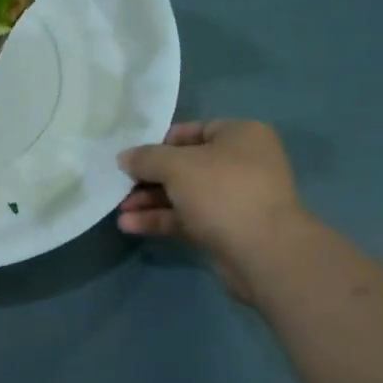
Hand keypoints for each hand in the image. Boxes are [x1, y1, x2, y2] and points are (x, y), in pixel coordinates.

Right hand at [117, 120, 307, 302]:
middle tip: (119, 186)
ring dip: (150, 202)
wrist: (263, 252)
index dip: (159, 142)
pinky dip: (161, 220)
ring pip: (184, 195)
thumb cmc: (223, 192)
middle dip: (149, 178)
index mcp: (240, 136)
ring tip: (118, 210)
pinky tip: (130, 225)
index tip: (132, 156)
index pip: (193, 131)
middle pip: (185, 166)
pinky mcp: (225, 229)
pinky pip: (187, 218)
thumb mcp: (177, 166)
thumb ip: (147, 158)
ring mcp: (234, 199)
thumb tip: (124, 157)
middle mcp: (241, 163)